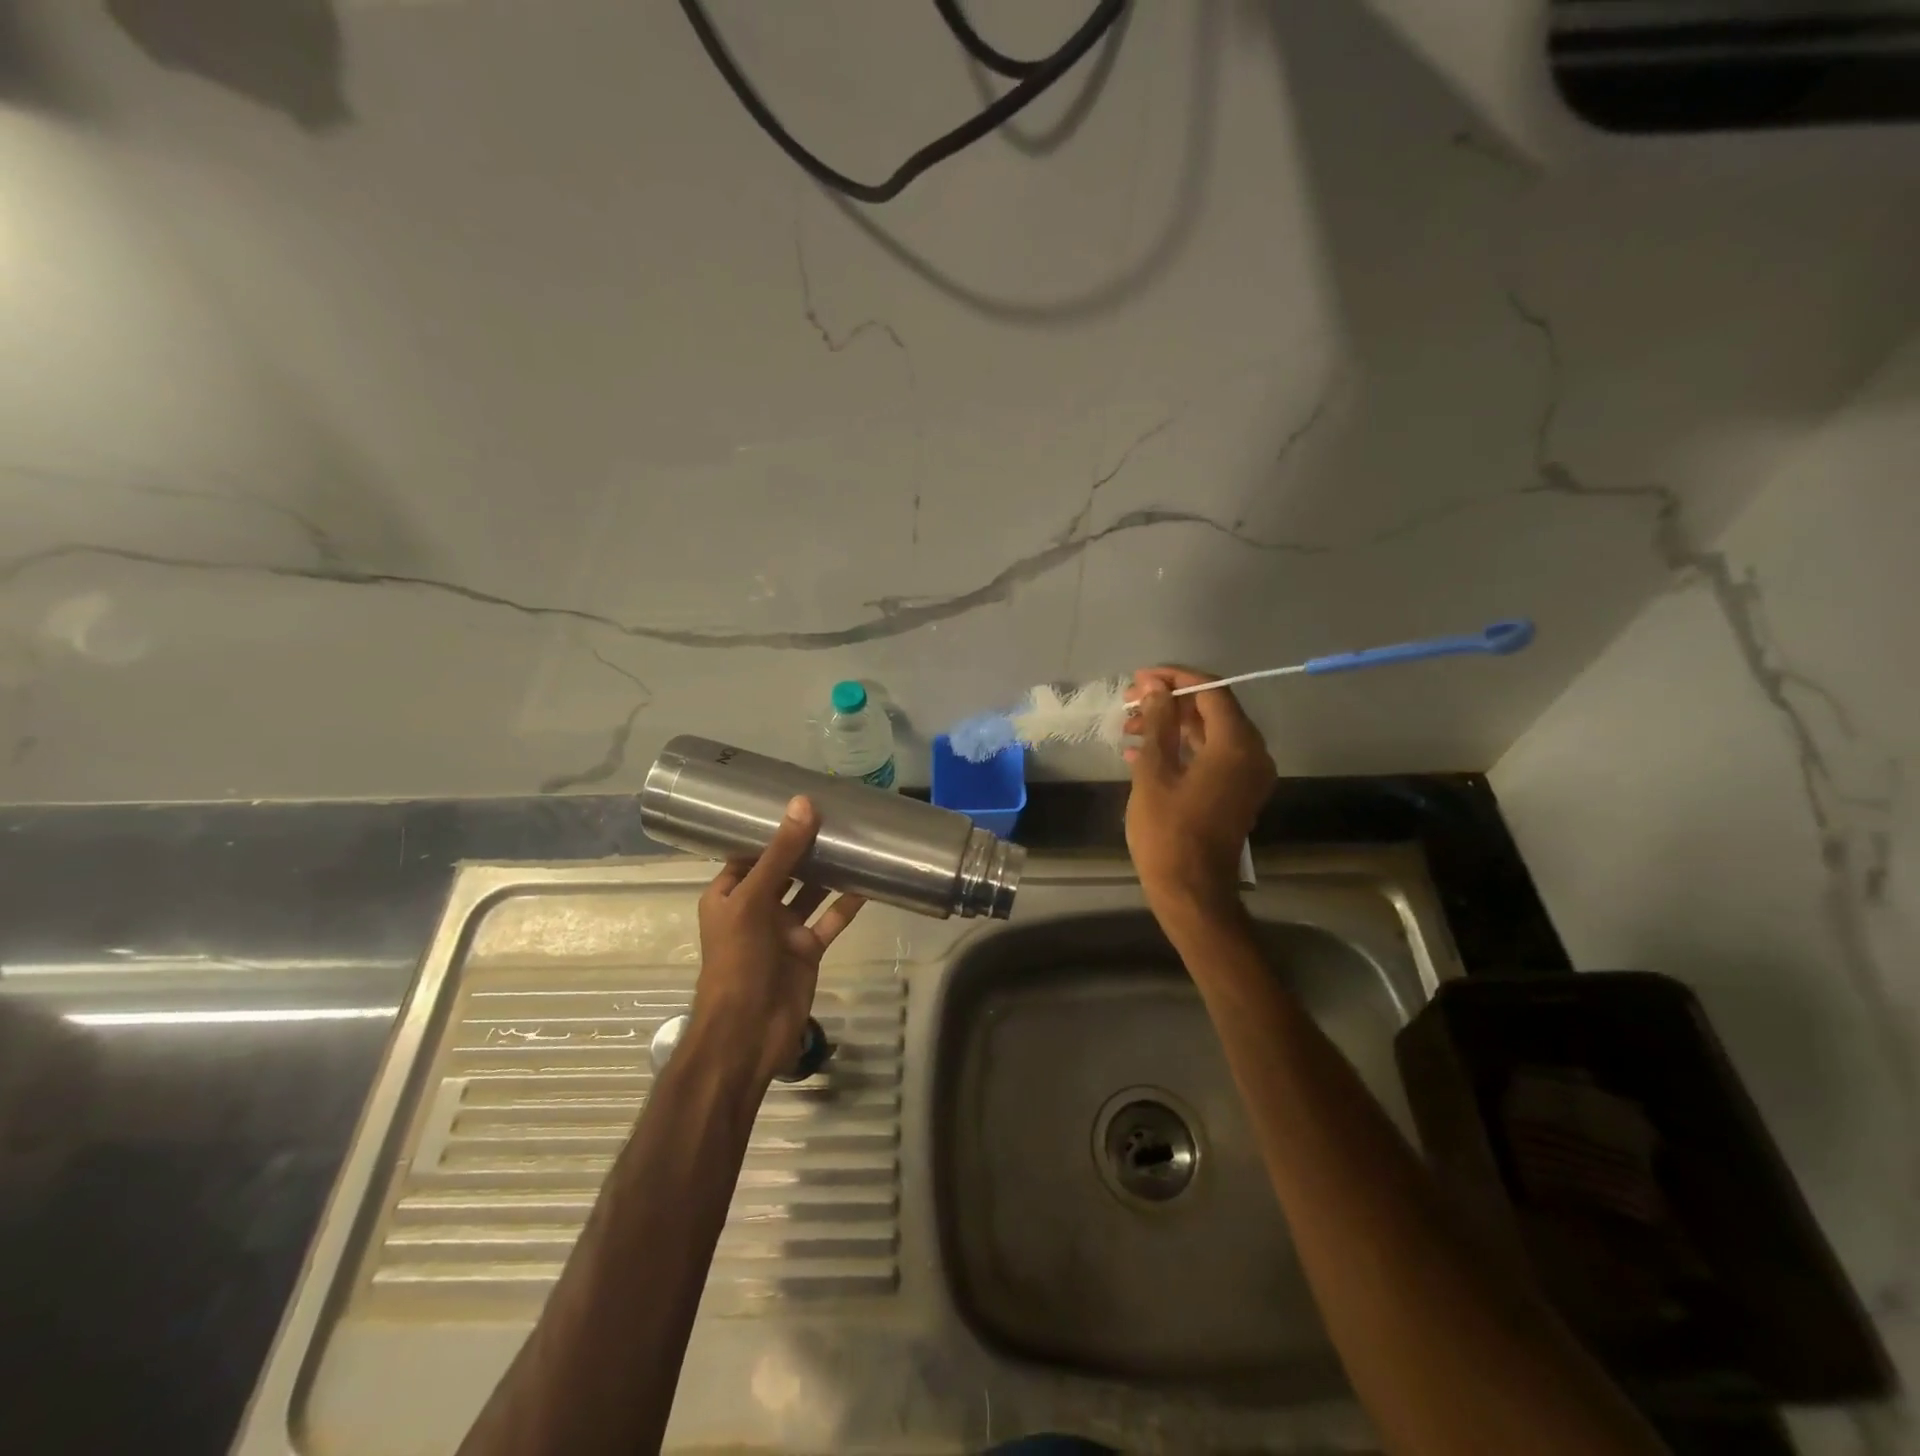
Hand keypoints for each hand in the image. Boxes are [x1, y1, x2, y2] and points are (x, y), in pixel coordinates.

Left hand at [693, 795, 865, 1086]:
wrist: (748, 1032)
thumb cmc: (739, 960)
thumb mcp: (754, 899)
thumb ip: (781, 854)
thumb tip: (803, 804)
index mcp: (729, 893)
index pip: (751, 852)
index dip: (773, 829)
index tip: (801, 802)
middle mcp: (756, 907)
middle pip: (784, 869)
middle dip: (807, 846)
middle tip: (838, 814)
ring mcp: (783, 929)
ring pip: (810, 892)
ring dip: (829, 871)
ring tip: (856, 840)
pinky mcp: (808, 948)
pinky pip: (830, 919)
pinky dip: (847, 903)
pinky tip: (869, 880)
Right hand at [1124, 666, 1276, 922]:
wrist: (1191, 891)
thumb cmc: (1168, 832)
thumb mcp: (1154, 773)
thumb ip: (1157, 724)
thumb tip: (1156, 688)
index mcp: (1236, 745)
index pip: (1211, 691)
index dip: (1174, 678)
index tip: (1139, 679)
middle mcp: (1252, 754)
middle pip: (1212, 709)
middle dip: (1169, 701)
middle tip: (1130, 703)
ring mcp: (1247, 775)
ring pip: (1209, 733)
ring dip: (1171, 724)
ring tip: (1130, 726)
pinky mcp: (1236, 792)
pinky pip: (1211, 755)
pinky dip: (1180, 748)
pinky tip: (1140, 752)